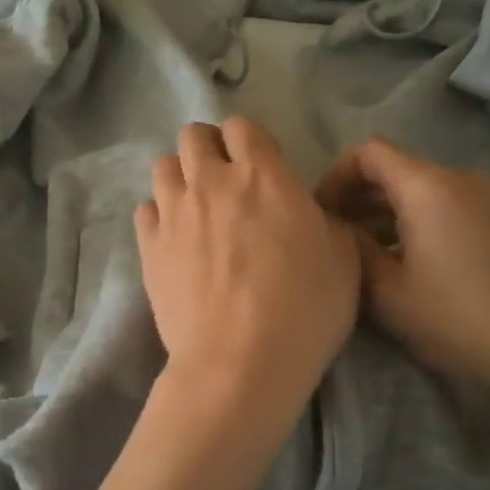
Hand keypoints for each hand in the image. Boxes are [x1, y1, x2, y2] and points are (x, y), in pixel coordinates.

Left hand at [136, 118, 360, 415]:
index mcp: (263, 175)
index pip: (242, 127)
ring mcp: (174, 213)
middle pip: (193, 136)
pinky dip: (160, 215)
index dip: (250, 142)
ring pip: (163, 166)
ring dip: (181, 177)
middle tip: (226, 181)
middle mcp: (211, 181)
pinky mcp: (149, 247)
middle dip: (209, 148)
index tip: (261, 167)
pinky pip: (145, 209)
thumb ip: (324, 219)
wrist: (241, 362)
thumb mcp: (343, 257)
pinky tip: (175, 239)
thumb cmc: (305, 309)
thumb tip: (306, 211)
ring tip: (197, 207)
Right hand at [317, 138, 489, 416]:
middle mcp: (461, 179)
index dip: (336, 177)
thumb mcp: (388, 292)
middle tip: (339, 239)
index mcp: (428, 186)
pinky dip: (424, 223)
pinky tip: (420, 265)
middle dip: (360, 198)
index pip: (369, 153)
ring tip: (375, 257)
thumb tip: (340, 228)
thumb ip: (355, 250)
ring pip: (426, 192)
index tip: (321, 214)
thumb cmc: (458, 319)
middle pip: (398, 171)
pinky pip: (454, 208)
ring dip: (392, 214)